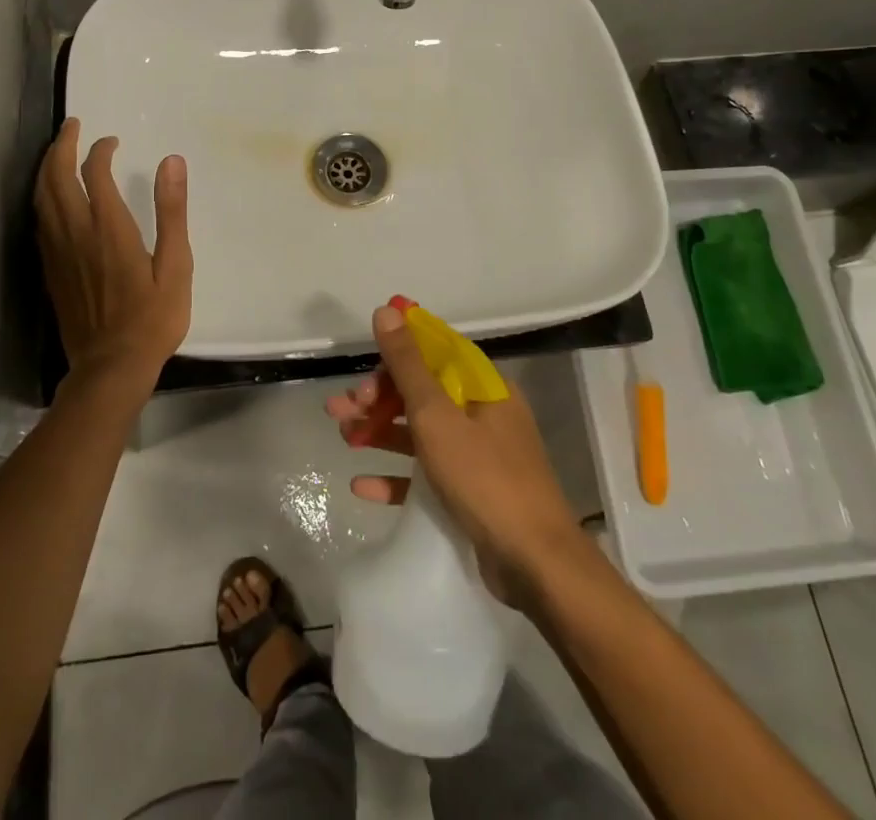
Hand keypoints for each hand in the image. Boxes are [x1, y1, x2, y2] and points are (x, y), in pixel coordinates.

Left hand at [35, 119, 193, 402]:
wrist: (110, 367)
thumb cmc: (152, 318)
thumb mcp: (176, 265)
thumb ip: (171, 212)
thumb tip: (172, 162)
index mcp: (109, 228)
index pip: (94, 173)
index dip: (100, 150)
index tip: (112, 141)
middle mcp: (76, 233)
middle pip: (56, 177)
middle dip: (62, 146)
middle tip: (72, 127)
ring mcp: (57, 252)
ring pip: (41, 197)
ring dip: (46, 167)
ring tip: (57, 151)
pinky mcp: (50, 270)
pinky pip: (39, 221)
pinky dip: (42, 197)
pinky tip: (49, 196)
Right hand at [329, 304, 584, 606]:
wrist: (536, 565)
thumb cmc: (484, 478)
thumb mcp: (437, 416)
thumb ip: (408, 365)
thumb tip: (388, 310)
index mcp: (482, 387)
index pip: (434, 352)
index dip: (396, 353)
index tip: (362, 360)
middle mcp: (482, 414)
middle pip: (421, 392)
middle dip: (377, 396)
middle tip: (340, 409)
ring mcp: (478, 455)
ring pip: (419, 432)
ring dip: (379, 431)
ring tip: (342, 437)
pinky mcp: (470, 493)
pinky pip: (426, 475)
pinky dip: (395, 476)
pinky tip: (361, 485)